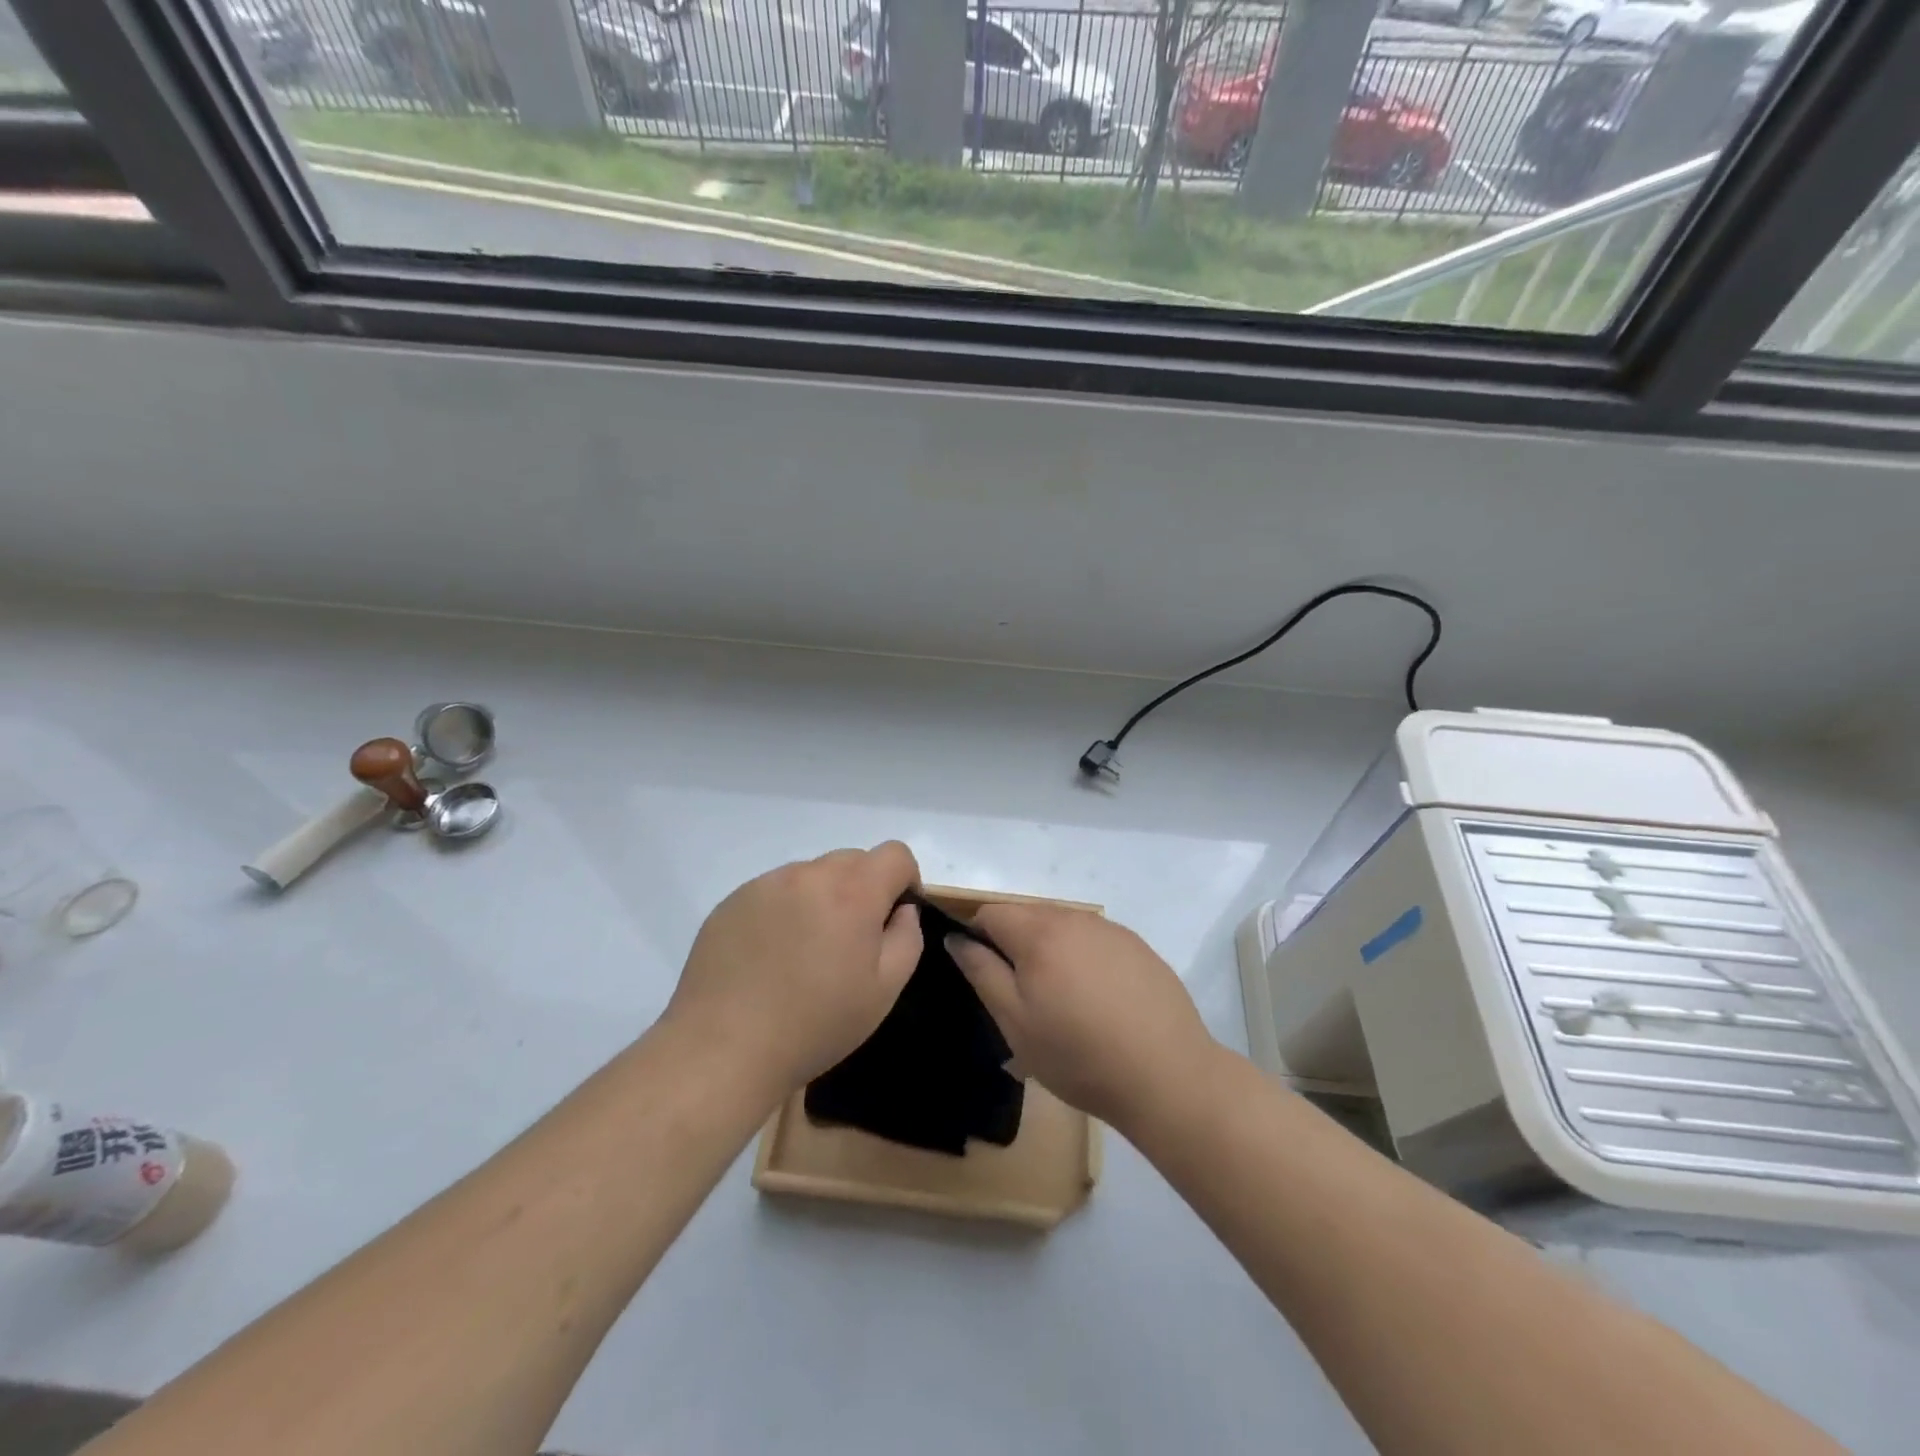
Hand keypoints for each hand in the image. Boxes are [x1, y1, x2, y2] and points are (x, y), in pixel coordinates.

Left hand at [664, 843, 923, 1101]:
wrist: (723, 1048)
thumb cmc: (815, 1024)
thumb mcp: (884, 990)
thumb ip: (906, 937)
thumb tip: (900, 911)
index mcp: (852, 891)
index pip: (895, 854)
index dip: (905, 880)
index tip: (894, 917)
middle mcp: (808, 875)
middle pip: (852, 860)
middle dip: (863, 890)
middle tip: (849, 941)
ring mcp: (765, 884)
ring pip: (811, 875)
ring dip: (821, 898)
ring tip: (804, 952)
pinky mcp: (732, 901)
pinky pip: (773, 891)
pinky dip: (784, 911)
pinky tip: (770, 957)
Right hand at [946, 904, 1215, 1134]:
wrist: (1167, 1075)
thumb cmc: (1078, 1054)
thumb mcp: (1015, 1022)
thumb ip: (981, 971)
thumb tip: (956, 938)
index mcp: (1039, 932)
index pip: (991, 912)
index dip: (978, 938)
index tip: (986, 977)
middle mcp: (1075, 918)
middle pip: (1028, 916)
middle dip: (1015, 945)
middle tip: (1023, 997)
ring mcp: (1111, 930)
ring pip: (1063, 927)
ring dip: (1051, 951)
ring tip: (1062, 1002)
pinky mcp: (1138, 948)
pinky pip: (1095, 941)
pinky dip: (1084, 959)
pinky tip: (1098, 1001)